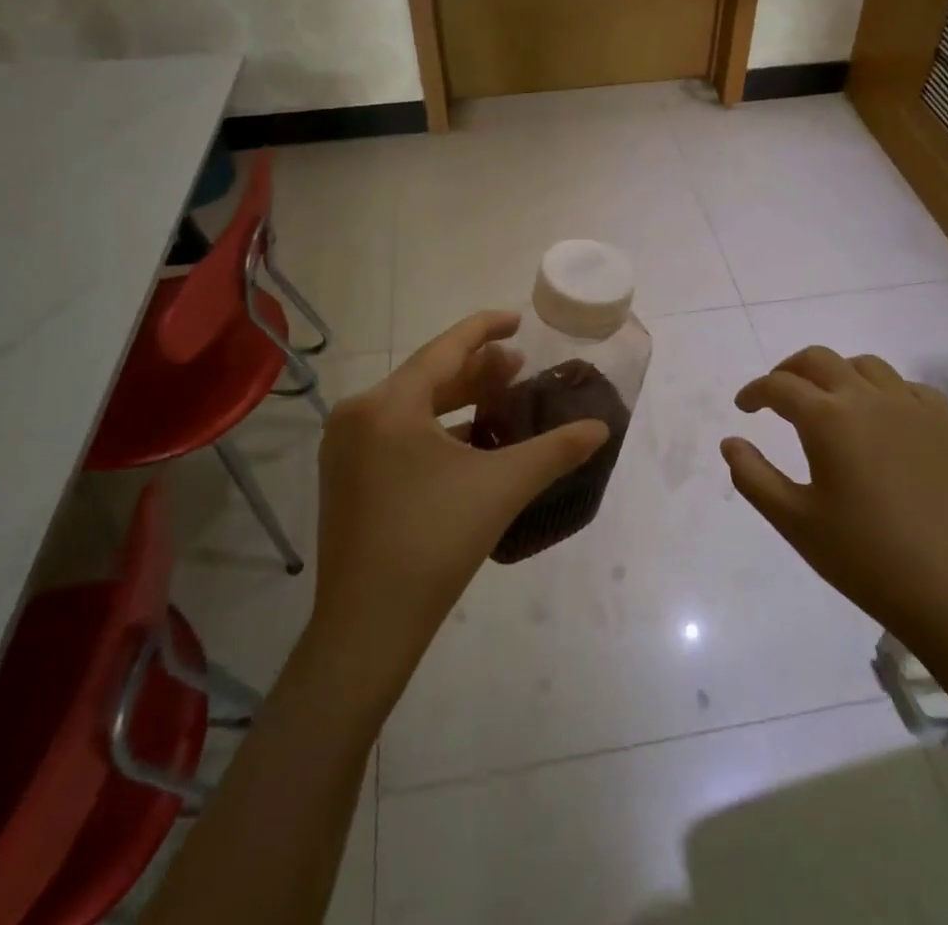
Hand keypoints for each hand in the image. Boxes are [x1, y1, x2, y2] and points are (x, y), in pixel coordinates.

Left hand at [304, 311, 610, 708]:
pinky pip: (396, 431)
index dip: (485, 328)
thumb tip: (602, 428)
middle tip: (519, 364)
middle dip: (476, 368)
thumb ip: (555, 450)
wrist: (367, 628)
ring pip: (411, 404)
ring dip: (457, 398)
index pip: (445, 348)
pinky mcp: (346, 476)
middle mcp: (358, 414)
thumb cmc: (434, 543)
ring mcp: (346, 447)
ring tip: (500, 396)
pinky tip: (468, 439)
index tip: (518, 319)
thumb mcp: (501, 487)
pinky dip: (435, 426)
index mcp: (388, 404)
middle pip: (427, 375)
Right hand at [721, 346, 947, 671]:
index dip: (755, 391)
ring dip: (837, 374)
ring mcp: (913, 407)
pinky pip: (908, 387)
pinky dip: (883, 391)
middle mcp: (868, 398)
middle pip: (819, 359)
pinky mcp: (947, 424)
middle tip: (777, 396)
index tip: (744, 407)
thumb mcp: (795, 522)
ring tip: (828, 402)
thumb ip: (753, 477)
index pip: (779, 386)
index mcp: (827, 419)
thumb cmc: (865, 558)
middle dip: (790, 370)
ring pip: (865, 365)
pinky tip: (881, 419)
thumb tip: (730, 442)